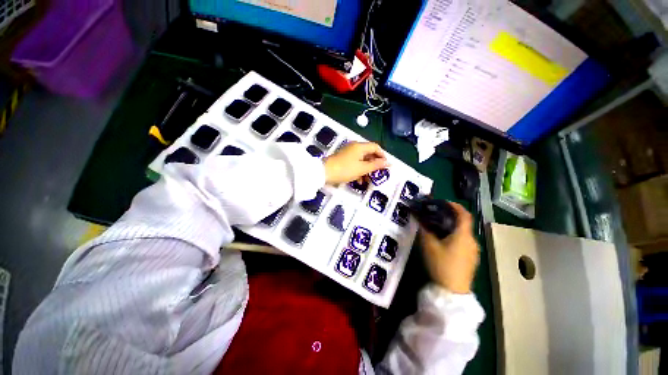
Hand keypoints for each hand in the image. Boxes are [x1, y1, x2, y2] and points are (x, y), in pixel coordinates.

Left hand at [323, 142, 388, 184]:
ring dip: (366, 169)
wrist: (324, 173)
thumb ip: (376, 165)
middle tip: (377, 174)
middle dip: (374, 164)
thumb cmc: (345, 170)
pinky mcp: (343, 159)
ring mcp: (348, 152)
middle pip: (369, 153)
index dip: (382, 155)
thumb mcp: (362, 169)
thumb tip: (389, 163)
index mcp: (360, 146)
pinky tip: (358, 180)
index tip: (386, 166)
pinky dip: (359, 170)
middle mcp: (354, 147)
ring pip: (362, 159)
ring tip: (368, 180)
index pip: (375, 147)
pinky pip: (355, 162)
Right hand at [420, 202, 479, 293]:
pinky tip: (444, 242)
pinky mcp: (471, 259)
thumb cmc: (441, 265)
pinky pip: (464, 242)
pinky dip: (455, 236)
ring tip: (437, 228)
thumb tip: (419, 219)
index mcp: (463, 235)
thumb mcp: (428, 246)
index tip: (443, 202)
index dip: (455, 206)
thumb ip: (424, 230)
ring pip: (463, 233)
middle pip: (463, 223)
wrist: (452, 291)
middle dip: (450, 216)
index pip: (464, 214)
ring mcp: (473, 251)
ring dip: (452, 227)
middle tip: (436, 215)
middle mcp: (471, 241)